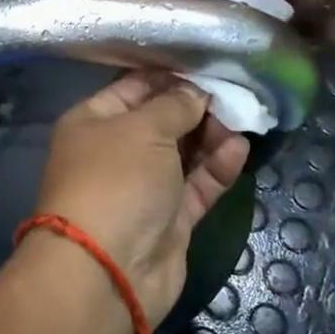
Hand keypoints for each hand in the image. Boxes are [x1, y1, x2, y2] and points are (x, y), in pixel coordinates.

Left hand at [29, 72, 249, 321]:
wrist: (108, 270)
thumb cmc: (115, 181)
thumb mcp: (143, 130)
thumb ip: (174, 106)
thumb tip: (195, 92)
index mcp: (92, 122)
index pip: (132, 88)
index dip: (168, 75)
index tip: (208, 63)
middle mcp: (114, 151)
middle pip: (161, 120)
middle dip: (196, 106)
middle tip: (235, 93)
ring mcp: (142, 187)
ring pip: (183, 153)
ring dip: (211, 136)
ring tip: (242, 119)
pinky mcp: (168, 219)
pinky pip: (196, 185)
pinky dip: (217, 168)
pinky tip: (239, 149)